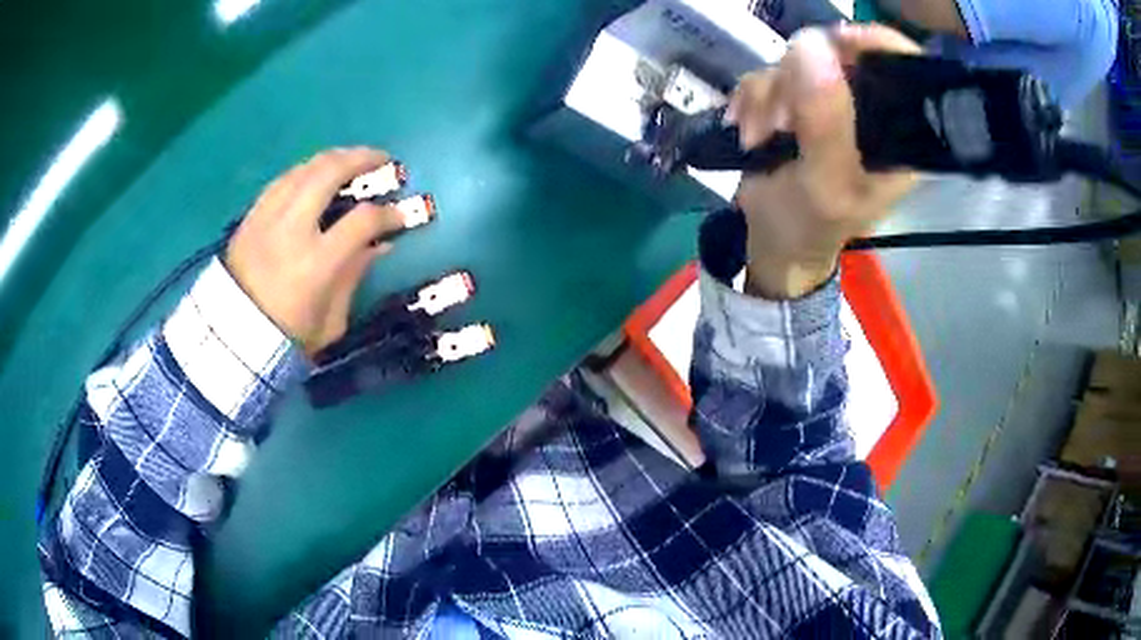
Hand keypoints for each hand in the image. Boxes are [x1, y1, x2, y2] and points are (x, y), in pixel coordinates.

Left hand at [225, 147, 408, 357]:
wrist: (231, 340)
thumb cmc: (285, 339)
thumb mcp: (330, 322)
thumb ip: (354, 276)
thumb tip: (380, 244)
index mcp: (316, 264)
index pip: (361, 221)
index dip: (388, 213)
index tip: (401, 214)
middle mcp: (291, 230)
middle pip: (329, 173)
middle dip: (362, 159)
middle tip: (383, 160)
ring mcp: (267, 218)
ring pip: (304, 168)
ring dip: (334, 158)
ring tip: (352, 161)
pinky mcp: (250, 217)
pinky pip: (282, 180)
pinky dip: (304, 171)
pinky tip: (316, 174)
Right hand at [727, 24, 920, 298]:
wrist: (772, 242)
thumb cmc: (810, 226)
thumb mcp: (825, 183)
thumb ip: (826, 121)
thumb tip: (811, 46)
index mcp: (897, 134)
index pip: (902, 69)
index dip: (874, 44)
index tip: (837, 41)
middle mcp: (868, 111)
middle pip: (839, 56)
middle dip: (800, 80)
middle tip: (781, 120)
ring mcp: (829, 103)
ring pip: (797, 63)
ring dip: (768, 95)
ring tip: (760, 137)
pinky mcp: (796, 102)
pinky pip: (769, 74)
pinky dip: (752, 98)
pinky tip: (748, 128)